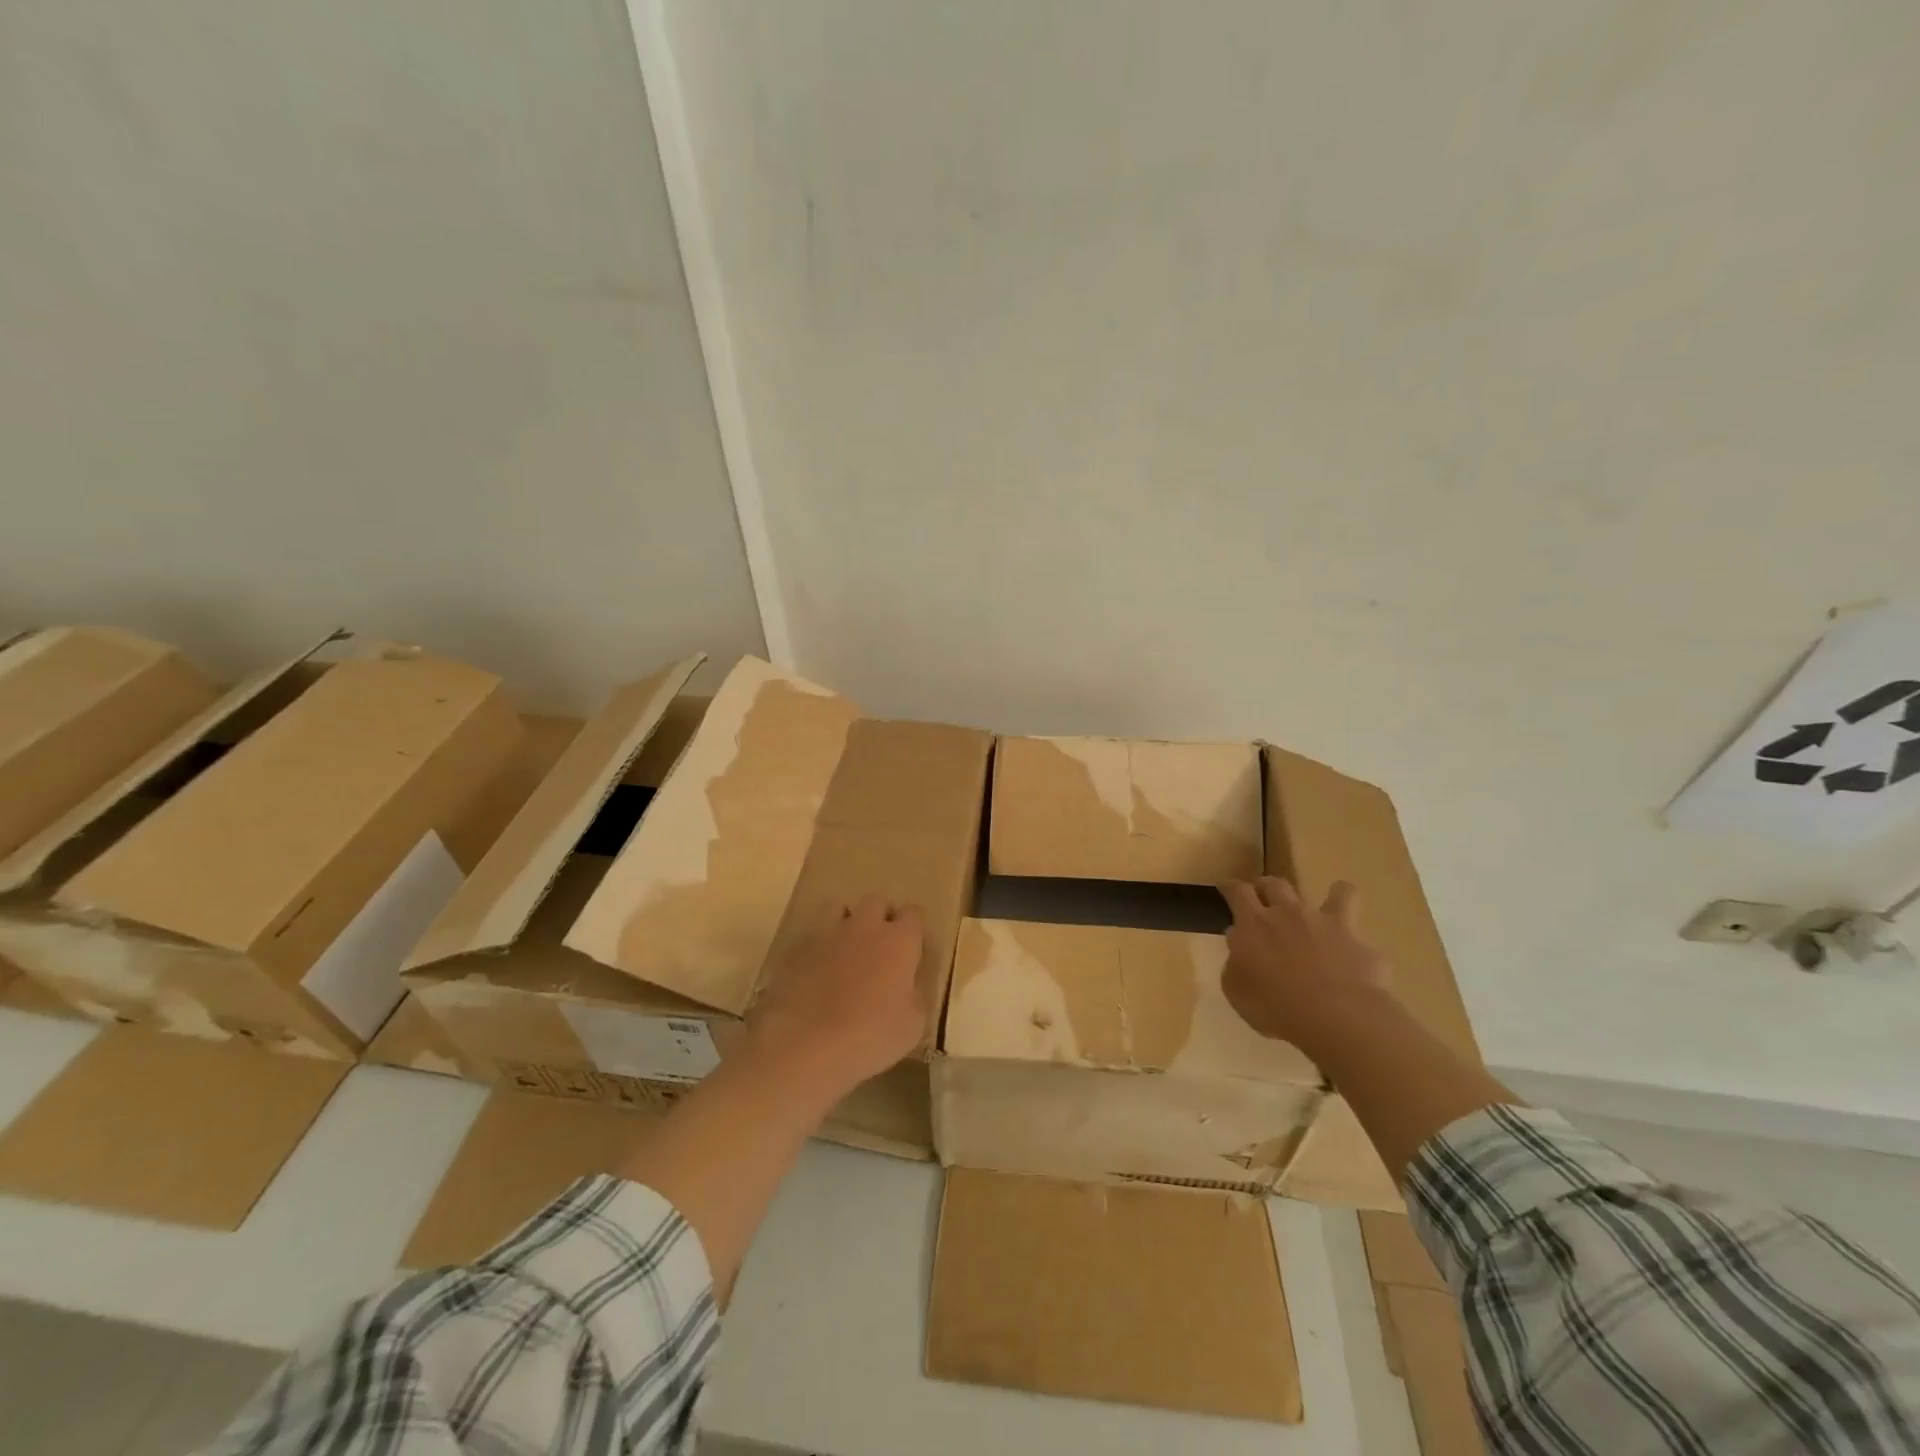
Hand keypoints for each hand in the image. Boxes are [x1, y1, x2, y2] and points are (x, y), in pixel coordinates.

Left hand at [747, 895, 928, 1096]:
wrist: (805, 1044)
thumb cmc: (869, 1036)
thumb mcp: (912, 1026)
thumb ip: (914, 996)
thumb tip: (908, 986)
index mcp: (899, 941)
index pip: (914, 914)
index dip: (913, 929)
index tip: (911, 950)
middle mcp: (865, 926)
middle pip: (876, 902)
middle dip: (880, 918)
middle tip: (879, 949)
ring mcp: (827, 933)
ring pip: (838, 907)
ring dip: (845, 922)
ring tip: (844, 949)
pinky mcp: (796, 948)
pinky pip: (811, 934)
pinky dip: (817, 946)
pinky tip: (815, 970)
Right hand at [1219, 877, 1390, 1051]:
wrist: (1336, 1016)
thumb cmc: (1274, 1006)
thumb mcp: (1236, 990)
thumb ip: (1236, 964)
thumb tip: (1240, 948)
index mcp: (1254, 924)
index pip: (1237, 891)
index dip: (1230, 887)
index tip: (1225, 888)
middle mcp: (1289, 913)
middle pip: (1276, 884)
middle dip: (1267, 887)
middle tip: (1264, 900)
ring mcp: (1327, 923)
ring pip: (1336, 892)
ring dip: (1330, 895)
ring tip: (1328, 906)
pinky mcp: (1359, 942)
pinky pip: (1361, 932)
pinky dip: (1356, 937)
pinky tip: (1355, 952)